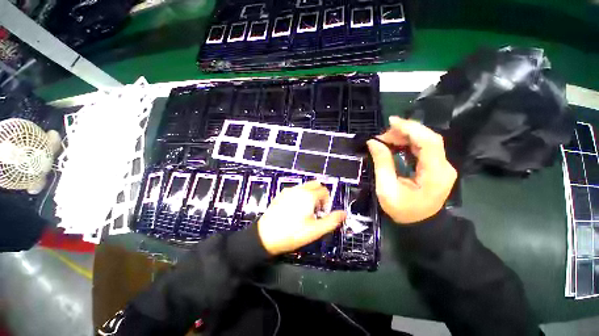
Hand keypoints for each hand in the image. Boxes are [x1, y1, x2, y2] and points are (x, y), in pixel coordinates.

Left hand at [257, 181, 345, 254]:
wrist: (266, 236)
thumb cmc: (293, 233)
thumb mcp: (315, 230)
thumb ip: (332, 220)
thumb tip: (344, 213)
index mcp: (309, 195)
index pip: (324, 191)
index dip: (327, 201)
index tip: (323, 213)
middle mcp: (299, 189)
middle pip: (315, 184)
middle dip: (320, 194)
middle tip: (316, 209)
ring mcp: (288, 191)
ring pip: (305, 186)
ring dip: (310, 194)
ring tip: (306, 210)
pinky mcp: (281, 194)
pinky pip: (295, 190)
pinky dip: (300, 195)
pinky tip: (294, 209)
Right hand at [367, 116, 456, 223]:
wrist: (421, 224)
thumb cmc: (403, 210)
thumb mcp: (387, 189)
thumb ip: (382, 164)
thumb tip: (373, 142)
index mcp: (435, 174)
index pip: (429, 142)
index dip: (411, 128)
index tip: (390, 122)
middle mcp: (444, 166)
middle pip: (428, 138)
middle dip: (404, 131)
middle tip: (382, 135)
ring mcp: (442, 166)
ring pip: (426, 141)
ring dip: (405, 136)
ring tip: (385, 139)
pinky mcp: (436, 166)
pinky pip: (423, 148)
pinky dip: (408, 143)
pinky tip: (395, 144)